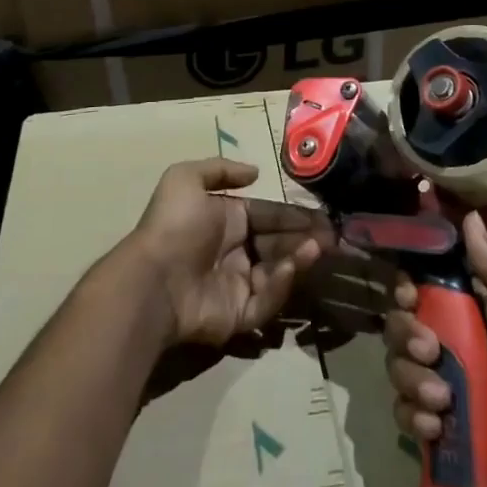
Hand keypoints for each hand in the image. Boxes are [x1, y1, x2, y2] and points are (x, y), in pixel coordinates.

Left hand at [125, 158, 331, 348]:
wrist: (154, 279)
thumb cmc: (173, 225)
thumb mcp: (185, 179)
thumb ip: (220, 170)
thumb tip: (254, 172)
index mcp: (227, 221)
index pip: (269, 216)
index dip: (295, 215)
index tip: (323, 216)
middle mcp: (235, 252)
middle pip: (279, 245)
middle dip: (305, 239)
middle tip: (332, 236)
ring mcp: (238, 286)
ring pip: (279, 273)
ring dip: (300, 259)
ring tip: (317, 249)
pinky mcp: (239, 317)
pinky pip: (267, 302)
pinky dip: (281, 285)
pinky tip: (290, 268)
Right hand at [383, 210, 486, 486]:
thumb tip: (471, 217)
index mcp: (469, 312)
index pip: (421, 283)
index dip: (406, 284)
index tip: (409, 295)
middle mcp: (446, 342)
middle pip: (399, 321)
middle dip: (405, 335)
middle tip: (431, 353)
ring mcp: (434, 383)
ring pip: (395, 364)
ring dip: (412, 380)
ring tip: (442, 402)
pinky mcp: (428, 423)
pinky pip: (400, 409)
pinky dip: (413, 417)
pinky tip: (436, 429)